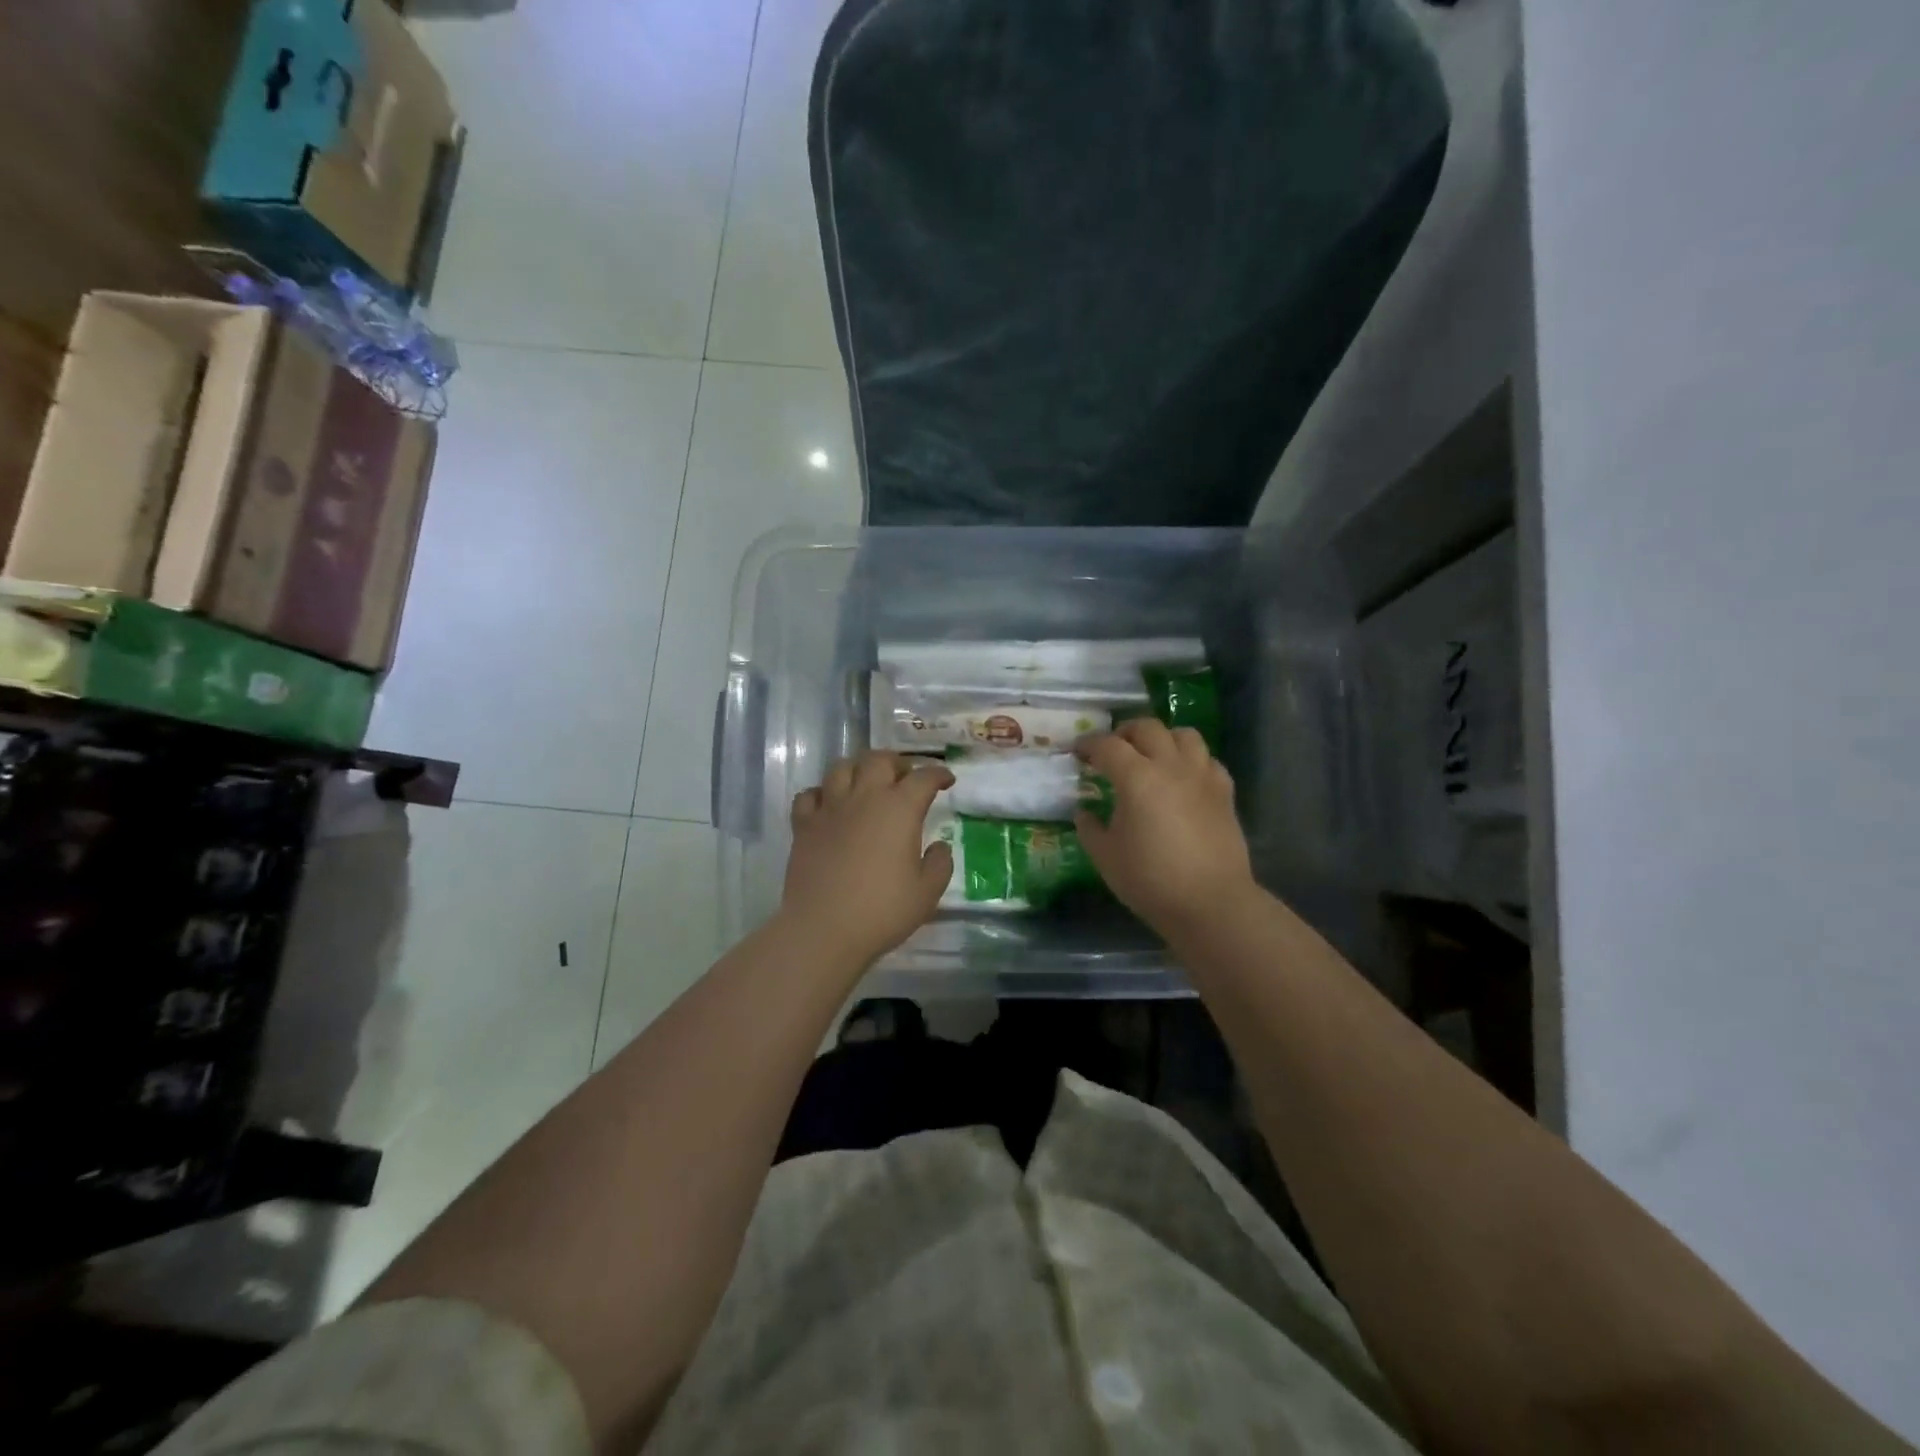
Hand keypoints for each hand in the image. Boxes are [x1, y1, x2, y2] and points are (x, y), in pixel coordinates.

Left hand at [783, 752, 954, 968]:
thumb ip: (939, 864)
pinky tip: (829, 806)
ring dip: (858, 769)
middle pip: (879, 759)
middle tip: (905, 778)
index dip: (938, 774)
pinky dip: (821, 794)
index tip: (946, 780)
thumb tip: (938, 846)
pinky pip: (809, 795)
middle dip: (896, 763)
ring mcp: (830, 808)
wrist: (824, 929)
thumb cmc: (882, 911)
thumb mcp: (927, 893)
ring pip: (841, 768)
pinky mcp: (803, 825)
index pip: (923, 777)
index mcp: (899, 809)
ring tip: (866, 785)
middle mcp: (864, 797)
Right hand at [1075, 719, 1257, 933]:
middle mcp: (1171, 766)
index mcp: (1136, 778)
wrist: (1211, 903)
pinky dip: (1193, 760)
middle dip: (1125, 732)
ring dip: (1163, 738)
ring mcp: (1202, 777)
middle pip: (1148, 728)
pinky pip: (1209, 760)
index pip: (1108, 746)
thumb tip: (1085, 813)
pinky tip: (1184, 778)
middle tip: (1113, 749)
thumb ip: (1090, 829)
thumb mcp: (1105, 857)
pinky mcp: (1225, 793)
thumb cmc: (1150, 880)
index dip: (1090, 745)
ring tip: (1152, 755)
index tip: (1079, 753)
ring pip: (1185, 735)